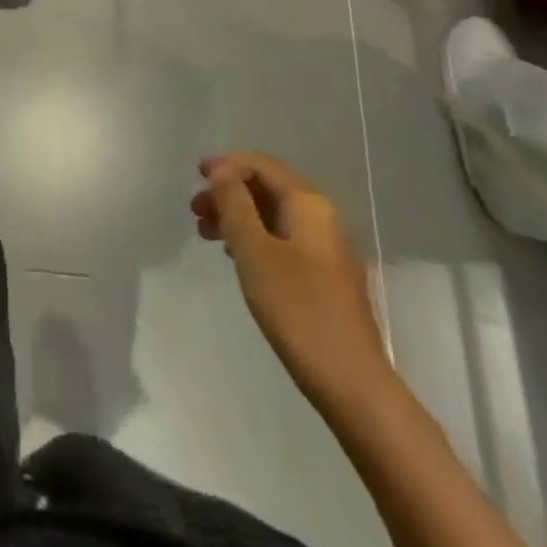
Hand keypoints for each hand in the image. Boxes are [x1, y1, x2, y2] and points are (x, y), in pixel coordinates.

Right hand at [192, 153, 392, 410]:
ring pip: (273, 214)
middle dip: (229, 192)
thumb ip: (234, 203)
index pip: (262, 165)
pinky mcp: (325, 276)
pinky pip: (283, 239)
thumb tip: (221, 170)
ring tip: (207, 235)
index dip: (226, 165)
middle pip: (268, 187)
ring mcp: (326, 248)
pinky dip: (254, 238)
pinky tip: (237, 257)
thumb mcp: (254, 250)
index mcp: (308, 203)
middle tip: (195, 212)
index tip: (195, 179)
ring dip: (238, 216)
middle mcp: (322, 217)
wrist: (351, 382)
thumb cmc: (297, 308)